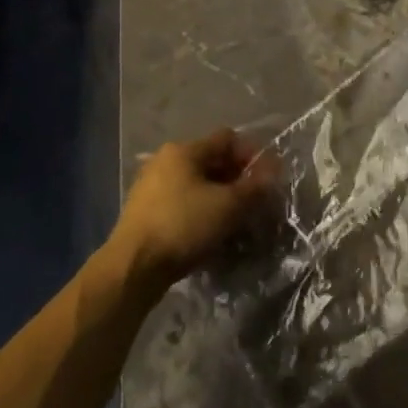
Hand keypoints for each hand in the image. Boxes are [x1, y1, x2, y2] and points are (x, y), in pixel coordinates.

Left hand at [110, 129, 276, 294]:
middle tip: (254, 203)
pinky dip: (200, 212)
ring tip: (235, 221)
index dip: (251, 155)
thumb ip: (254, 187)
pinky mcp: (145, 212)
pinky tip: (210, 233)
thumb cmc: (183, 225)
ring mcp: (152, 186)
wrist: (133, 268)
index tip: (267, 180)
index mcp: (184, 150)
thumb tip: (273, 170)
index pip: (227, 139)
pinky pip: (182, 203)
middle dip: (237, 179)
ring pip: (197, 184)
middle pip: (211, 161)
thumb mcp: (227, 206)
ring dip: (219, 198)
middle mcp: (165, 160)